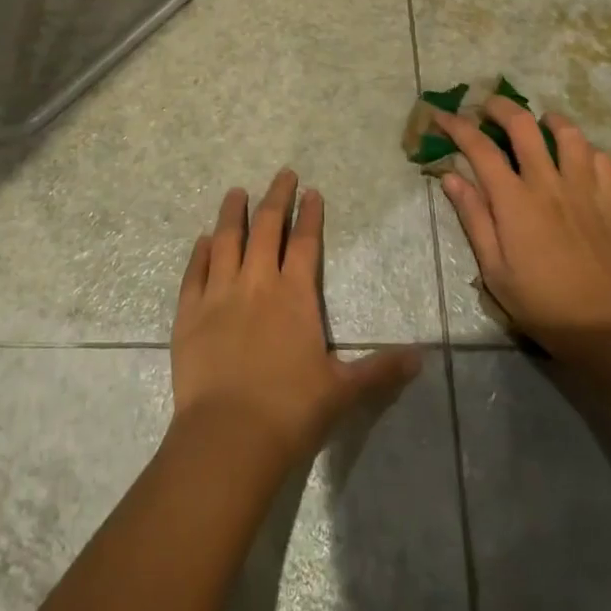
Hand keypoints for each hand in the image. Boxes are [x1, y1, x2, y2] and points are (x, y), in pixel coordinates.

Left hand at [171, 170, 420, 467]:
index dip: (310, 214)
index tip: (311, 192)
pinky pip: (195, 270)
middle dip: (276, 197)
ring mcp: (219, 293)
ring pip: (226, 239)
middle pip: (267, 227)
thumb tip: (421, 357)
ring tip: (236, 192)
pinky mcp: (189, 311)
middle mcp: (256, 282)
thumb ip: (380, 370)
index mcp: (295, 295)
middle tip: (282, 174)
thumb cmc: (291, 411)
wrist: (229, 436)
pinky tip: (204, 240)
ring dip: (233, 213)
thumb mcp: (343, 391)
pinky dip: (200, 252)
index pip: (306, 242)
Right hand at [434, 98, 610, 352]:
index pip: (479, 147)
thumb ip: (474, 219)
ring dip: (548, 121)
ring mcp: (586, 188)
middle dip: (500, 107)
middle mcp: (549, 183)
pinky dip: (585, 150)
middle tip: (487, 108)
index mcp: (514, 201)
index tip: (441, 115)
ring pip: (568, 133)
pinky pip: (601, 158)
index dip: (456, 125)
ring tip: (539, 124)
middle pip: (523, 124)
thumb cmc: (548, 306)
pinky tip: (578, 159)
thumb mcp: (496, 272)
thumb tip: (451, 177)